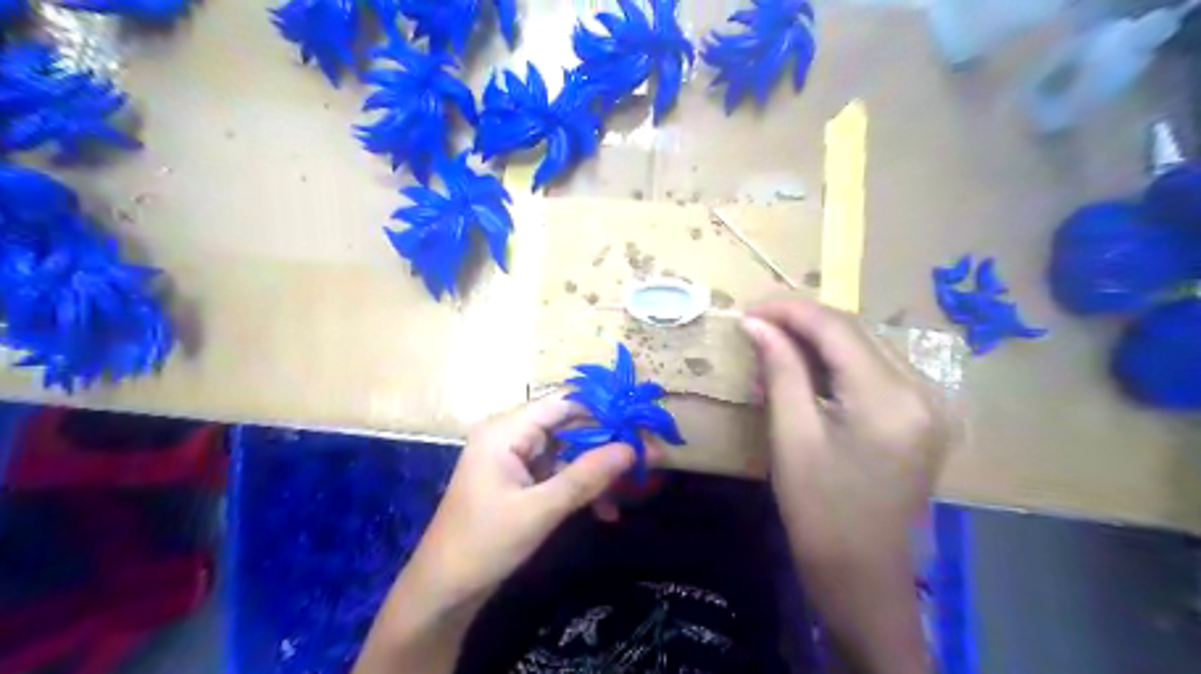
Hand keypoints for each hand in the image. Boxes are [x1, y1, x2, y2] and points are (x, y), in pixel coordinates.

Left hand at [397, 394, 636, 611]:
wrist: (443, 591)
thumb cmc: (485, 544)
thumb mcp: (540, 510)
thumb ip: (586, 476)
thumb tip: (632, 449)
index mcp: (505, 431)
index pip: (563, 404)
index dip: (603, 409)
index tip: (640, 424)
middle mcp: (509, 435)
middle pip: (568, 426)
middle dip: (606, 444)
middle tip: (646, 459)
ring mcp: (514, 457)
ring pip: (567, 451)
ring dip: (596, 471)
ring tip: (629, 490)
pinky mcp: (519, 479)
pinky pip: (557, 471)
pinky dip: (580, 487)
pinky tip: (604, 510)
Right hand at [744, 299, 948, 565]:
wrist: (862, 574)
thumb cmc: (819, 511)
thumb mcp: (792, 437)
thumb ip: (780, 370)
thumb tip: (756, 324)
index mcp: (888, 398)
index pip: (836, 328)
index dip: (789, 311)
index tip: (748, 309)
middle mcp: (919, 390)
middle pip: (855, 332)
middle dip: (803, 322)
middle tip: (756, 324)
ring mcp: (927, 404)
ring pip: (865, 347)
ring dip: (818, 341)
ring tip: (773, 345)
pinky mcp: (920, 417)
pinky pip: (874, 371)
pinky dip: (837, 363)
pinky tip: (806, 370)